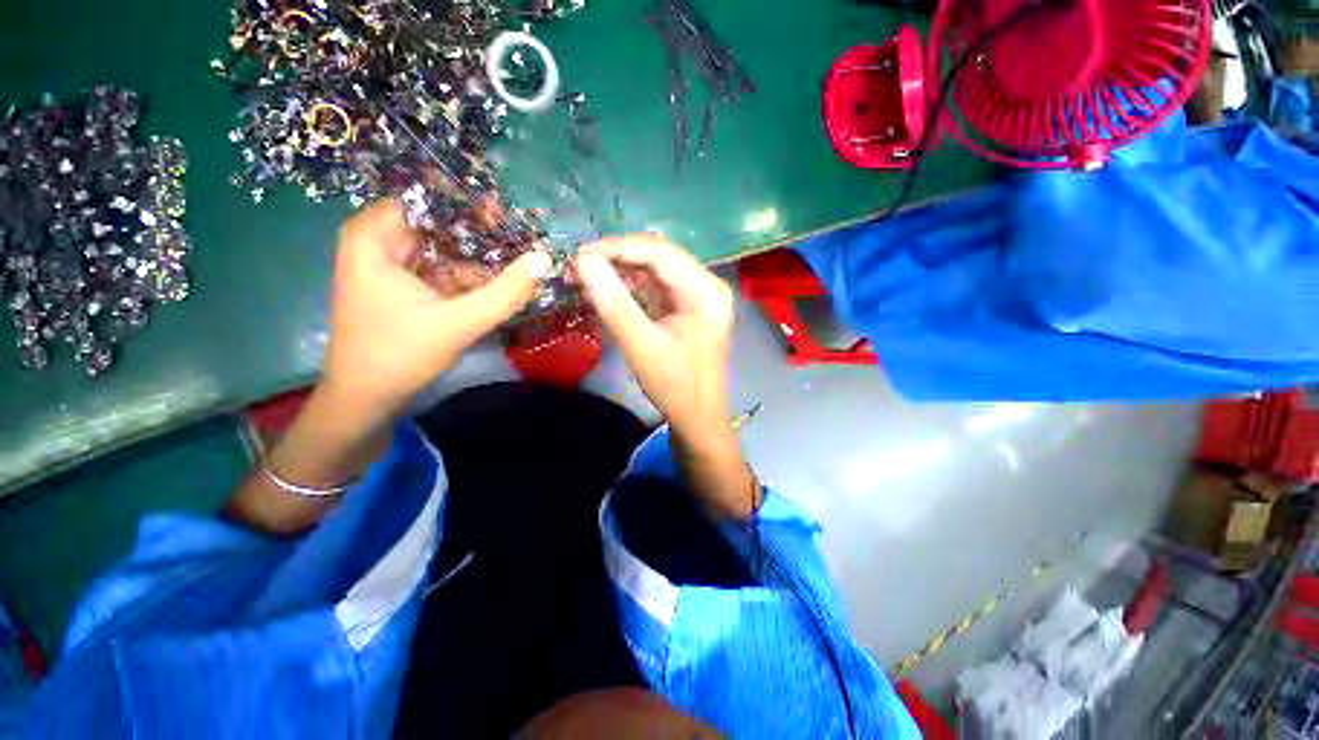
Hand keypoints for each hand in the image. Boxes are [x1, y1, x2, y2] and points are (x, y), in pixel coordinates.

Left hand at [322, 200, 550, 421]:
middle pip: (439, 223)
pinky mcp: (405, 286)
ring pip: (444, 247)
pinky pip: (443, 269)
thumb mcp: (460, 322)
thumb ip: (506, 292)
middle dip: (482, 234)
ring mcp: (392, 265)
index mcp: (375, 238)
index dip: (471, 206)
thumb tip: (544, 259)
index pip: (429, 200)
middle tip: (522, 242)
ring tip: (519, 264)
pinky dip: (470, 276)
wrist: (367, 398)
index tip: (509, 217)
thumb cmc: (401, 355)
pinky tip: (499, 284)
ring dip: (480, 258)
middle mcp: (379, 242)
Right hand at [574, 236, 733, 436]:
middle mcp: (705, 285)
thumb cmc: (676, 387)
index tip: (578, 254)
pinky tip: (607, 288)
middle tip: (577, 265)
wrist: (698, 419)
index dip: (617, 248)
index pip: (660, 252)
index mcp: (705, 290)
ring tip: (586, 275)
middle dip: (617, 258)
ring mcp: (696, 297)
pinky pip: (655, 288)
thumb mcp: (642, 346)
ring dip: (621, 271)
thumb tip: (583, 261)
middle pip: (658, 257)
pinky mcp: (685, 309)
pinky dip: (630, 287)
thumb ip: (614, 303)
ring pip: (654, 271)